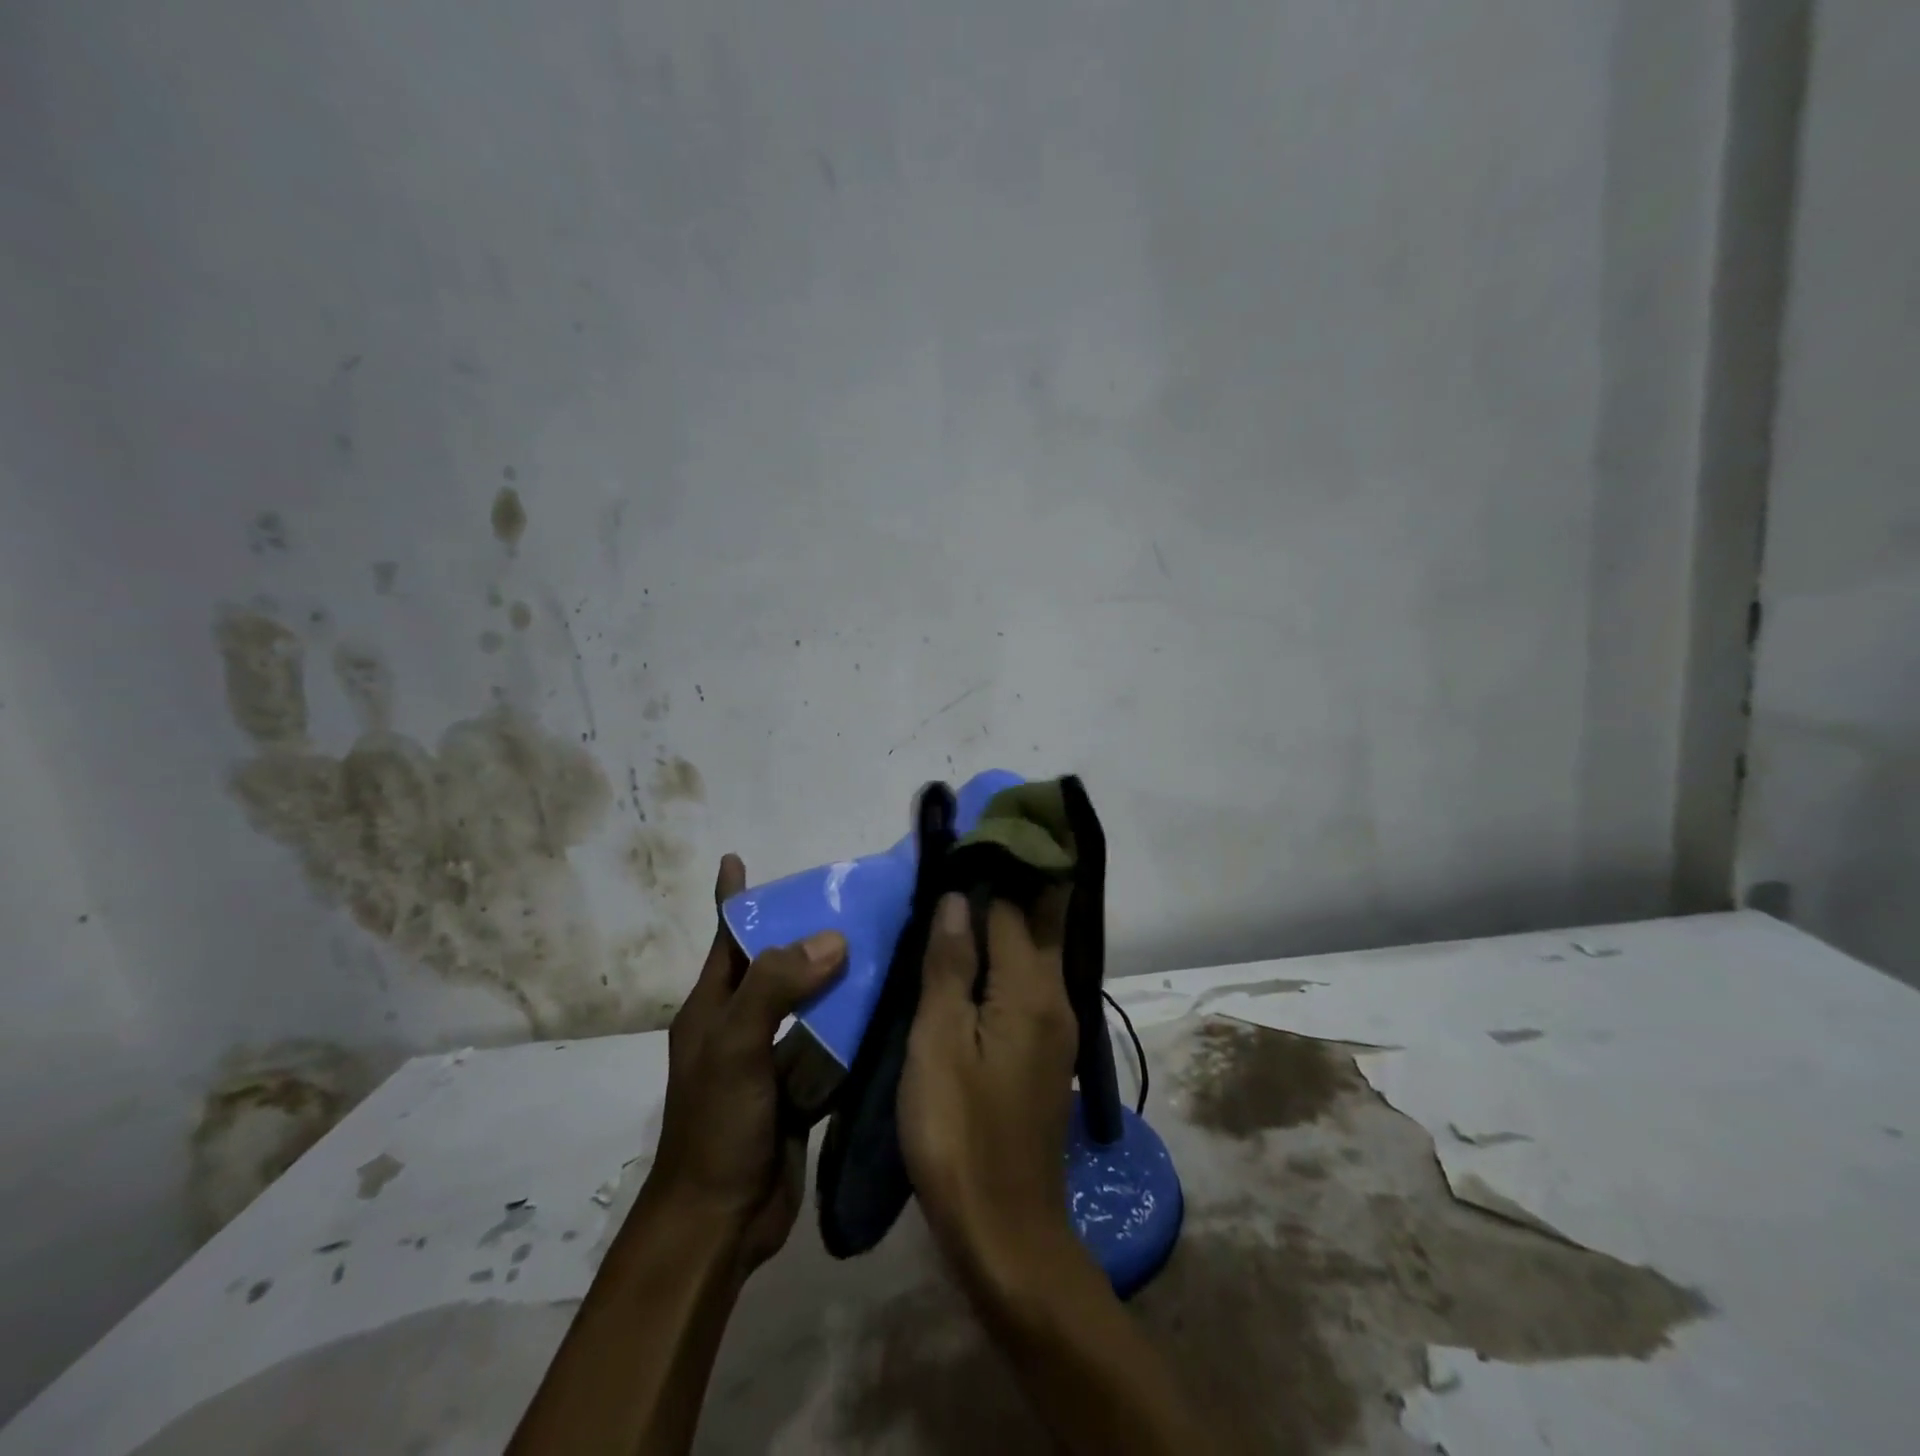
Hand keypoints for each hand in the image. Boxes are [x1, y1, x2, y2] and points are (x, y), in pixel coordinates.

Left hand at [643, 854, 846, 1277]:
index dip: (731, 898)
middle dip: (806, 931)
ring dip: (840, 976)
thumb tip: (832, 939)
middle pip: (777, 963)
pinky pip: (832, 1041)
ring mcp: (774, 1057)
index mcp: (713, 1006)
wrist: (720, 1223)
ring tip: (883, 939)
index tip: (739, 858)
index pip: (725, 937)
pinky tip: (889, 1000)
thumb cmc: (716, 1126)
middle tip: (851, 897)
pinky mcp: (802, 1087)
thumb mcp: (735, 1046)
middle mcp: (743, 1023)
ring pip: (812, 1001)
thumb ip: (775, 987)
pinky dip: (855, 1021)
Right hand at [899, 890, 1081, 1297]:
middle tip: (963, 856)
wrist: (1007, 1232)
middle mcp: (1057, 996)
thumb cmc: (960, 1133)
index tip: (961, 838)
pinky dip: (1006, 955)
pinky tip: (972, 957)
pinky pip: (1029, 982)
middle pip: (1039, 920)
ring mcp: (1057, 1026)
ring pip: (1036, 950)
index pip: (1014, 905)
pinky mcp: (1046, 1052)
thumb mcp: (938, 1045)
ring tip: (960, 895)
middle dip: (1010, 881)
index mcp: (1032, 988)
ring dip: (1007, 918)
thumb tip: (958, 898)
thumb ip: (949, 966)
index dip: (988, 869)